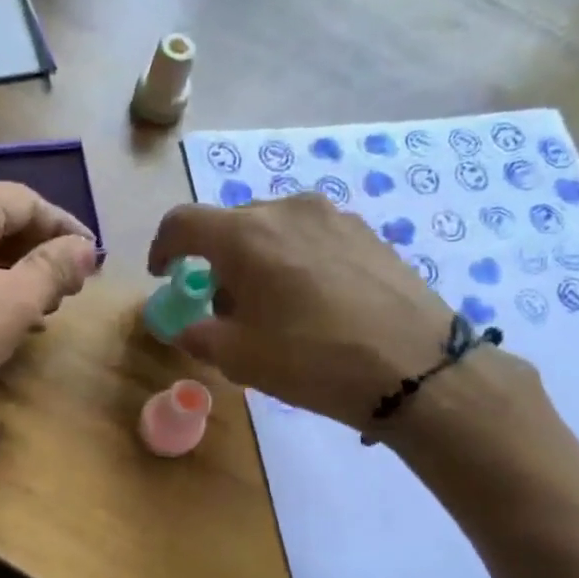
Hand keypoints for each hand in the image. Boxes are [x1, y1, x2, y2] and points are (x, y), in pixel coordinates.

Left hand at [0, 180, 98, 430]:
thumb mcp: (16, 302)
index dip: (66, 229)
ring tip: (41, 310)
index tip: (94, 260)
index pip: (28, 201)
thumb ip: (56, 268)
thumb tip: (86, 248)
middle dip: (40, 253)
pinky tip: (0, 318)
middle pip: (0, 220)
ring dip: (14, 273)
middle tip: (68, 290)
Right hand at [147, 193, 453, 429]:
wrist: (415, 367)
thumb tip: (185, 326)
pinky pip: (310, 236)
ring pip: (272, 229)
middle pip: (230, 225)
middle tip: (223, 306)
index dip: (163, 248)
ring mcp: (332, 216)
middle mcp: (286, 210)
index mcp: (245, 235)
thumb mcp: (240, 358)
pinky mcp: (366, 231)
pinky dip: (293, 259)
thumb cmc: (312, 360)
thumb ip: (198, 335)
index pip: (182, 223)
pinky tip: (311, 301)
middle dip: (215, 261)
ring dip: (256, 259)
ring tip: (271, 305)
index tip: (165, 276)